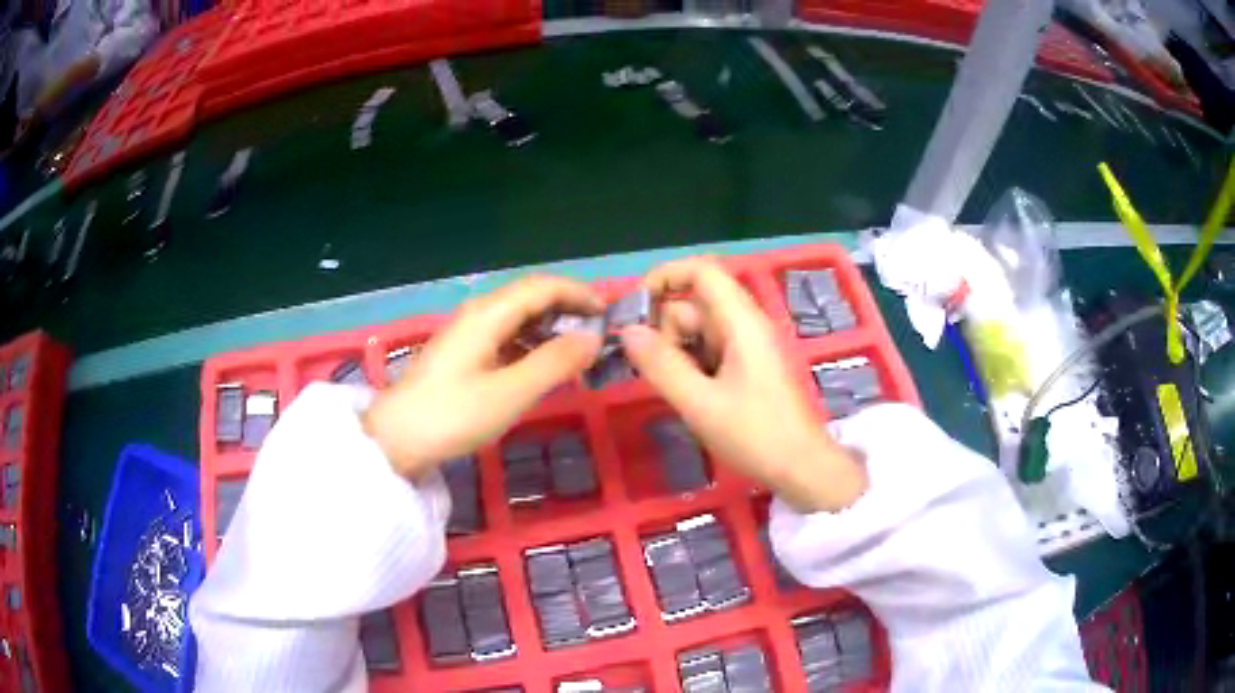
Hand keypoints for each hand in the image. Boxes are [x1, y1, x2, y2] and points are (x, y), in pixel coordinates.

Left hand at [363, 276, 604, 477]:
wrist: (398, 439)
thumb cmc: (453, 415)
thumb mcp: (511, 392)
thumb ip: (555, 363)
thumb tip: (593, 338)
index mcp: (489, 313)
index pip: (544, 287)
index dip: (580, 293)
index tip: (611, 312)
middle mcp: (480, 314)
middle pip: (532, 297)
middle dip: (569, 308)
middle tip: (601, 333)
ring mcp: (469, 333)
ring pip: (520, 317)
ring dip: (552, 327)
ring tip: (581, 351)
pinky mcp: (465, 354)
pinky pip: (508, 337)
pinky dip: (533, 344)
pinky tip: (546, 366)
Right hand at [620, 258, 865, 511]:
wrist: (803, 469)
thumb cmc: (756, 435)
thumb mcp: (700, 404)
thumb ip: (661, 365)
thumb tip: (627, 330)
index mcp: (742, 322)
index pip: (702, 271)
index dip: (666, 277)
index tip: (635, 308)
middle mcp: (747, 324)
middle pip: (695, 304)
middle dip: (667, 330)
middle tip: (658, 373)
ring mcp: (750, 346)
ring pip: (701, 330)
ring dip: (678, 352)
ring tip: (678, 392)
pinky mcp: (750, 366)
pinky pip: (712, 350)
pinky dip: (693, 365)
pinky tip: (692, 396)